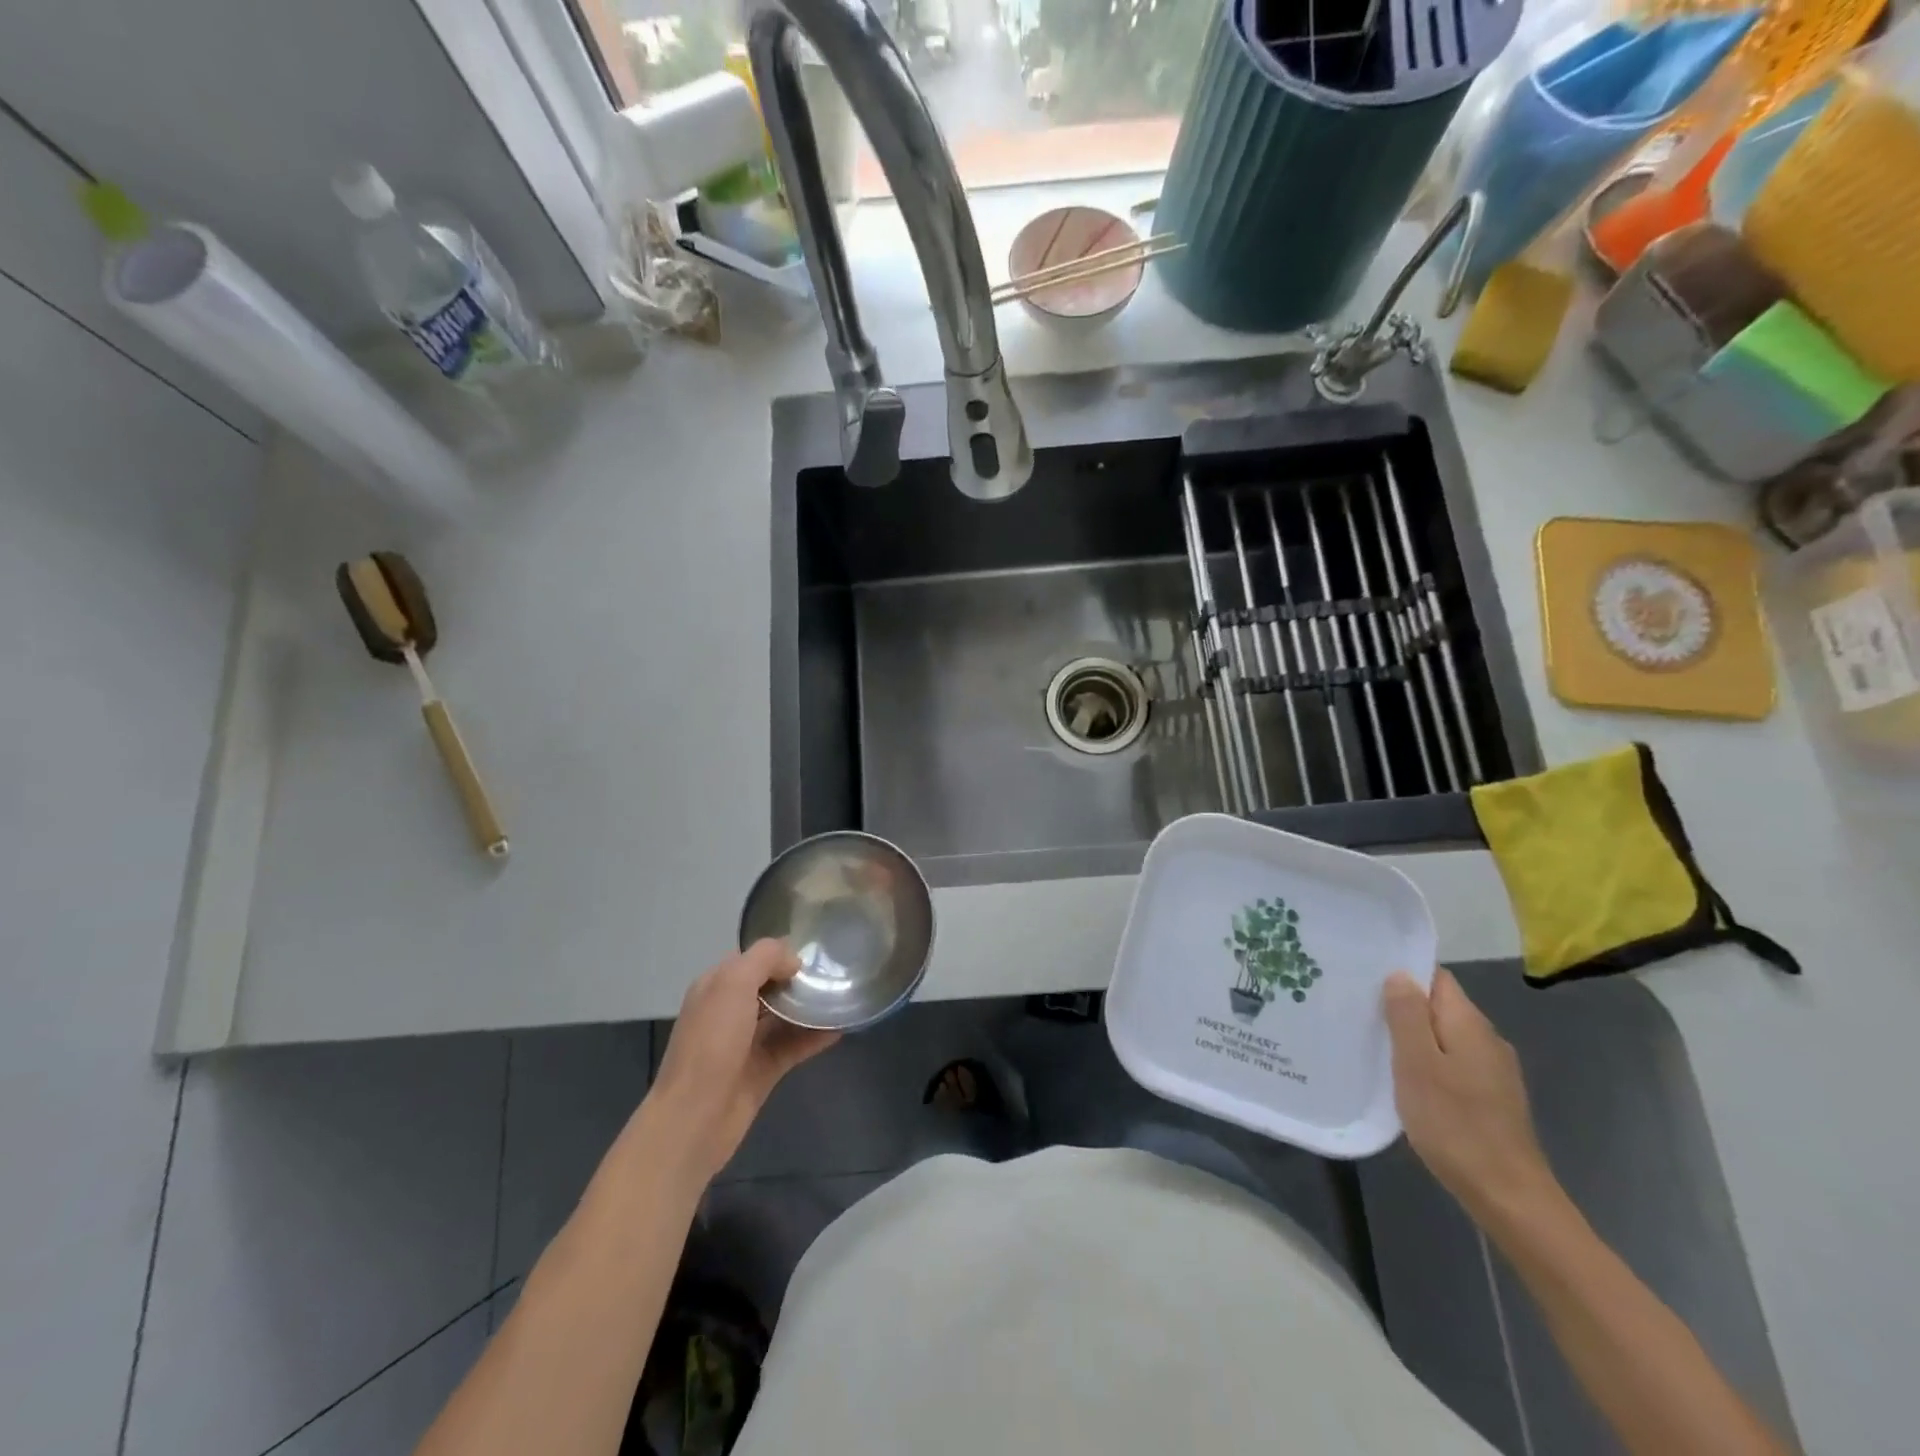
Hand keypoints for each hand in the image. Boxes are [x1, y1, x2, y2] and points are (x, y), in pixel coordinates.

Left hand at [647, 940, 839, 1185]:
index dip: (780, 953)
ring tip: (844, 995)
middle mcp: (730, 1010)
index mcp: (716, 986)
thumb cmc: (711, 1042)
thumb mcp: (733, 983)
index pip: (752, 959)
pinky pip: (794, 1045)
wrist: (695, 1118)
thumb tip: (794, 962)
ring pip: (784, 1016)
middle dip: (799, 978)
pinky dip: (815, 1036)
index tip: (814, 952)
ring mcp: (747, 1042)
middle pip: (770, 986)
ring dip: (810, 1006)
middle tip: (835, 972)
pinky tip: (840, 1028)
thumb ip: (764, 959)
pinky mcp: (763, 1070)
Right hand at [1382, 968, 1558, 1227]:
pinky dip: (1428, 1063)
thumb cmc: (1454, 1124)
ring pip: (1445, 1037)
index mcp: (1469, 1024)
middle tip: (1359, 1012)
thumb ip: (1408, 1016)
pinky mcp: (1491, 1097)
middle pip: (1440, 1007)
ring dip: (1413, 1037)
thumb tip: (1400, 975)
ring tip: (1374, 1043)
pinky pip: (1452, 1062)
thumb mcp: (1418, 1064)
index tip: (1366, 978)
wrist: (1508, 1196)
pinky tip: (1406, 1080)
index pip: (1436, 978)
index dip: (1403, 972)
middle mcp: (1487, 1039)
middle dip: (1403, 1006)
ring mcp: (1493, 1071)